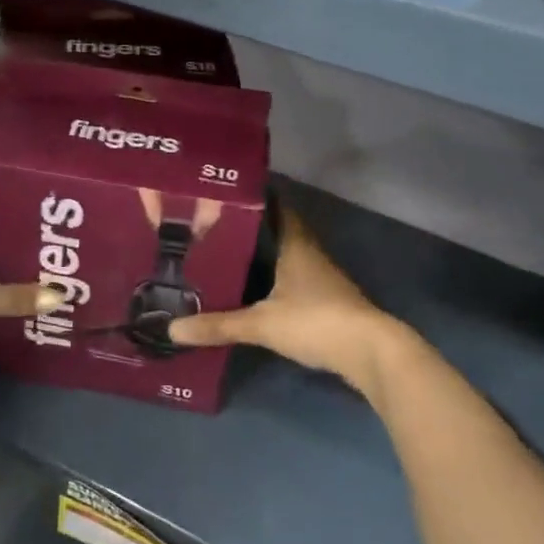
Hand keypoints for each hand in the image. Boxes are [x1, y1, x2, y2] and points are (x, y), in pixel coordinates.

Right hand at [167, 208, 426, 404]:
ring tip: (231, 255)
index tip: (230, 191)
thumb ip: (219, 325)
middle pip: (282, 231)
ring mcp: (323, 279)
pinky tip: (258, 291)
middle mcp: (311, 254)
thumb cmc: (315, 321)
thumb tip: (173, 329)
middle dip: (254, 228)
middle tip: (218, 225)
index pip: (278, 208)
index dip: (258, 197)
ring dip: (266, 255)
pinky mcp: (329, 302)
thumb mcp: (261, 323)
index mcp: (296, 245)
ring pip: (289, 257)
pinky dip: (277, 280)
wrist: (370, 352)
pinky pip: (296, 281)